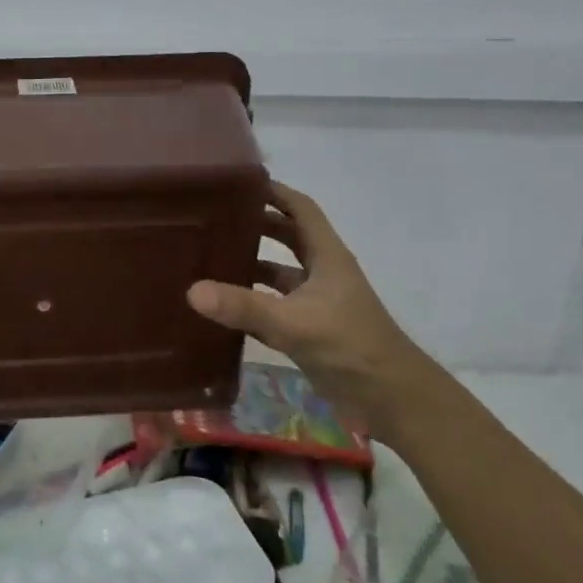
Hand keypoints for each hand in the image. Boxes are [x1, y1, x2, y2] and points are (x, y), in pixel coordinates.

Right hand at [186, 181, 435, 443]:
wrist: (390, 399)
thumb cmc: (350, 346)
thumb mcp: (294, 323)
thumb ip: (244, 307)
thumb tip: (192, 290)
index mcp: (327, 256)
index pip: (300, 209)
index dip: (274, 192)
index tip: (237, 183)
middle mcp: (321, 272)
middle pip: (287, 236)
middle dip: (255, 224)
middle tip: (213, 218)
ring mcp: (315, 302)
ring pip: (278, 273)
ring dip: (250, 263)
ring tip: (208, 258)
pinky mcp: (308, 330)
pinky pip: (273, 306)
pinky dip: (250, 302)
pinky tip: (221, 306)